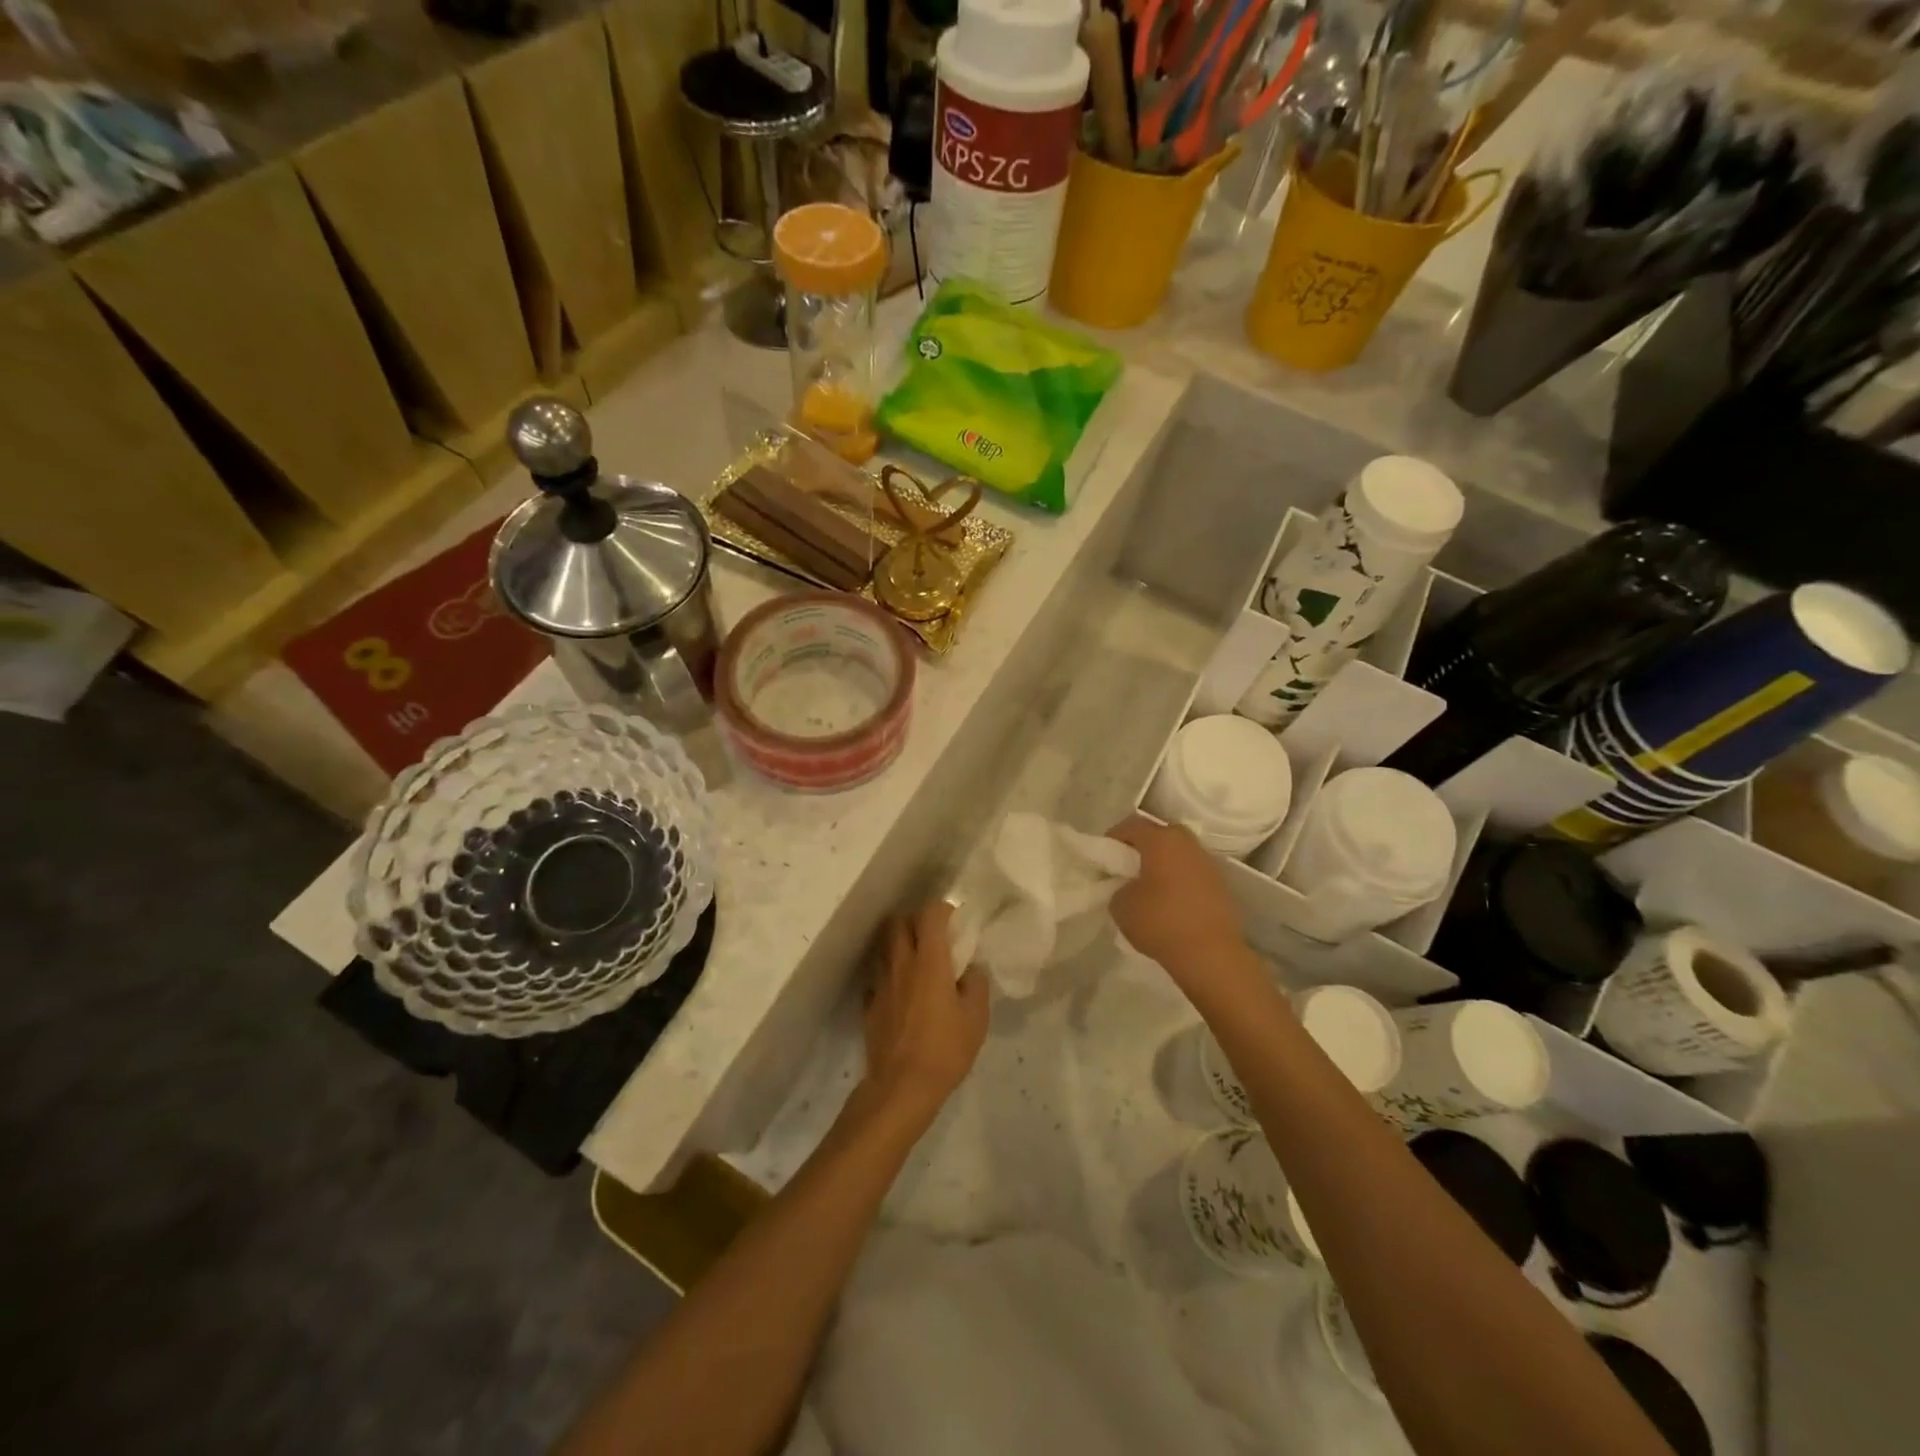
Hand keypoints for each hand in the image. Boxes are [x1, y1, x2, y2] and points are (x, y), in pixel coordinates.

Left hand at [862, 901, 989, 1126]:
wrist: (901, 1087)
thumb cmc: (944, 1050)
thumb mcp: (976, 1019)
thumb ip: (975, 986)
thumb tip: (969, 972)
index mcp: (930, 961)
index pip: (930, 915)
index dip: (943, 909)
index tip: (955, 920)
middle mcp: (901, 963)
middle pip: (898, 922)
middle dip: (915, 920)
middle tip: (932, 935)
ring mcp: (881, 983)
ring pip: (884, 946)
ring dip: (899, 942)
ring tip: (916, 958)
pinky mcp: (869, 1004)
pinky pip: (877, 975)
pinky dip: (889, 973)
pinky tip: (901, 990)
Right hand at [1107, 815, 1251, 990]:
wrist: (1211, 954)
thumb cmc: (1160, 922)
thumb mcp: (1121, 905)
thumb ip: (1118, 887)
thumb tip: (1127, 887)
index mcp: (1161, 841)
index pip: (1131, 825)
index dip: (1114, 837)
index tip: (1104, 856)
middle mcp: (1187, 844)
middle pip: (1160, 833)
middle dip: (1143, 845)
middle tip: (1128, 866)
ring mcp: (1208, 863)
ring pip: (1180, 852)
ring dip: (1164, 862)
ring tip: (1151, 885)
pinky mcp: (1221, 884)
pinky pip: (1193, 872)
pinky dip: (1181, 879)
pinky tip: (1172, 900)